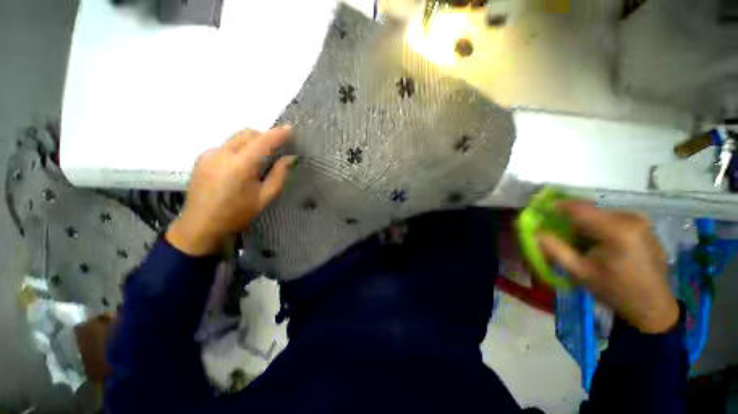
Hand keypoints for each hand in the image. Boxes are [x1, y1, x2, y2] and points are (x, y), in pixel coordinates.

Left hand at [166, 126, 295, 255]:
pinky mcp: (202, 157)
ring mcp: (209, 153)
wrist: (200, 225)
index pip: (263, 141)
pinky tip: (240, 166)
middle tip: (276, 150)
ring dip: (252, 142)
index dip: (278, 133)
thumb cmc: (237, 214)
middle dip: (264, 136)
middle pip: (248, 133)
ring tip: (259, 160)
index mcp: (240, 165)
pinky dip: (239, 149)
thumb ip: (279, 175)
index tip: (290, 128)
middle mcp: (222, 153)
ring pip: (236, 138)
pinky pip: (226, 146)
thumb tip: (290, 158)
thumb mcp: (265, 197)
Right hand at [538, 201, 678, 333]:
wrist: (653, 305)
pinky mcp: (644, 225)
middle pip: (589, 210)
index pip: (579, 207)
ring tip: (580, 242)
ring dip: (585, 224)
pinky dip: (599, 226)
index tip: (541, 210)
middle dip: (571, 219)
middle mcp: (630, 218)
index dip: (556, 206)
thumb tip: (536, 232)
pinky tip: (598, 244)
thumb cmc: (615, 290)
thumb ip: (554, 250)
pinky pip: (612, 218)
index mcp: (616, 230)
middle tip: (560, 234)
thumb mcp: (579, 272)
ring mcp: (640, 220)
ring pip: (600, 214)